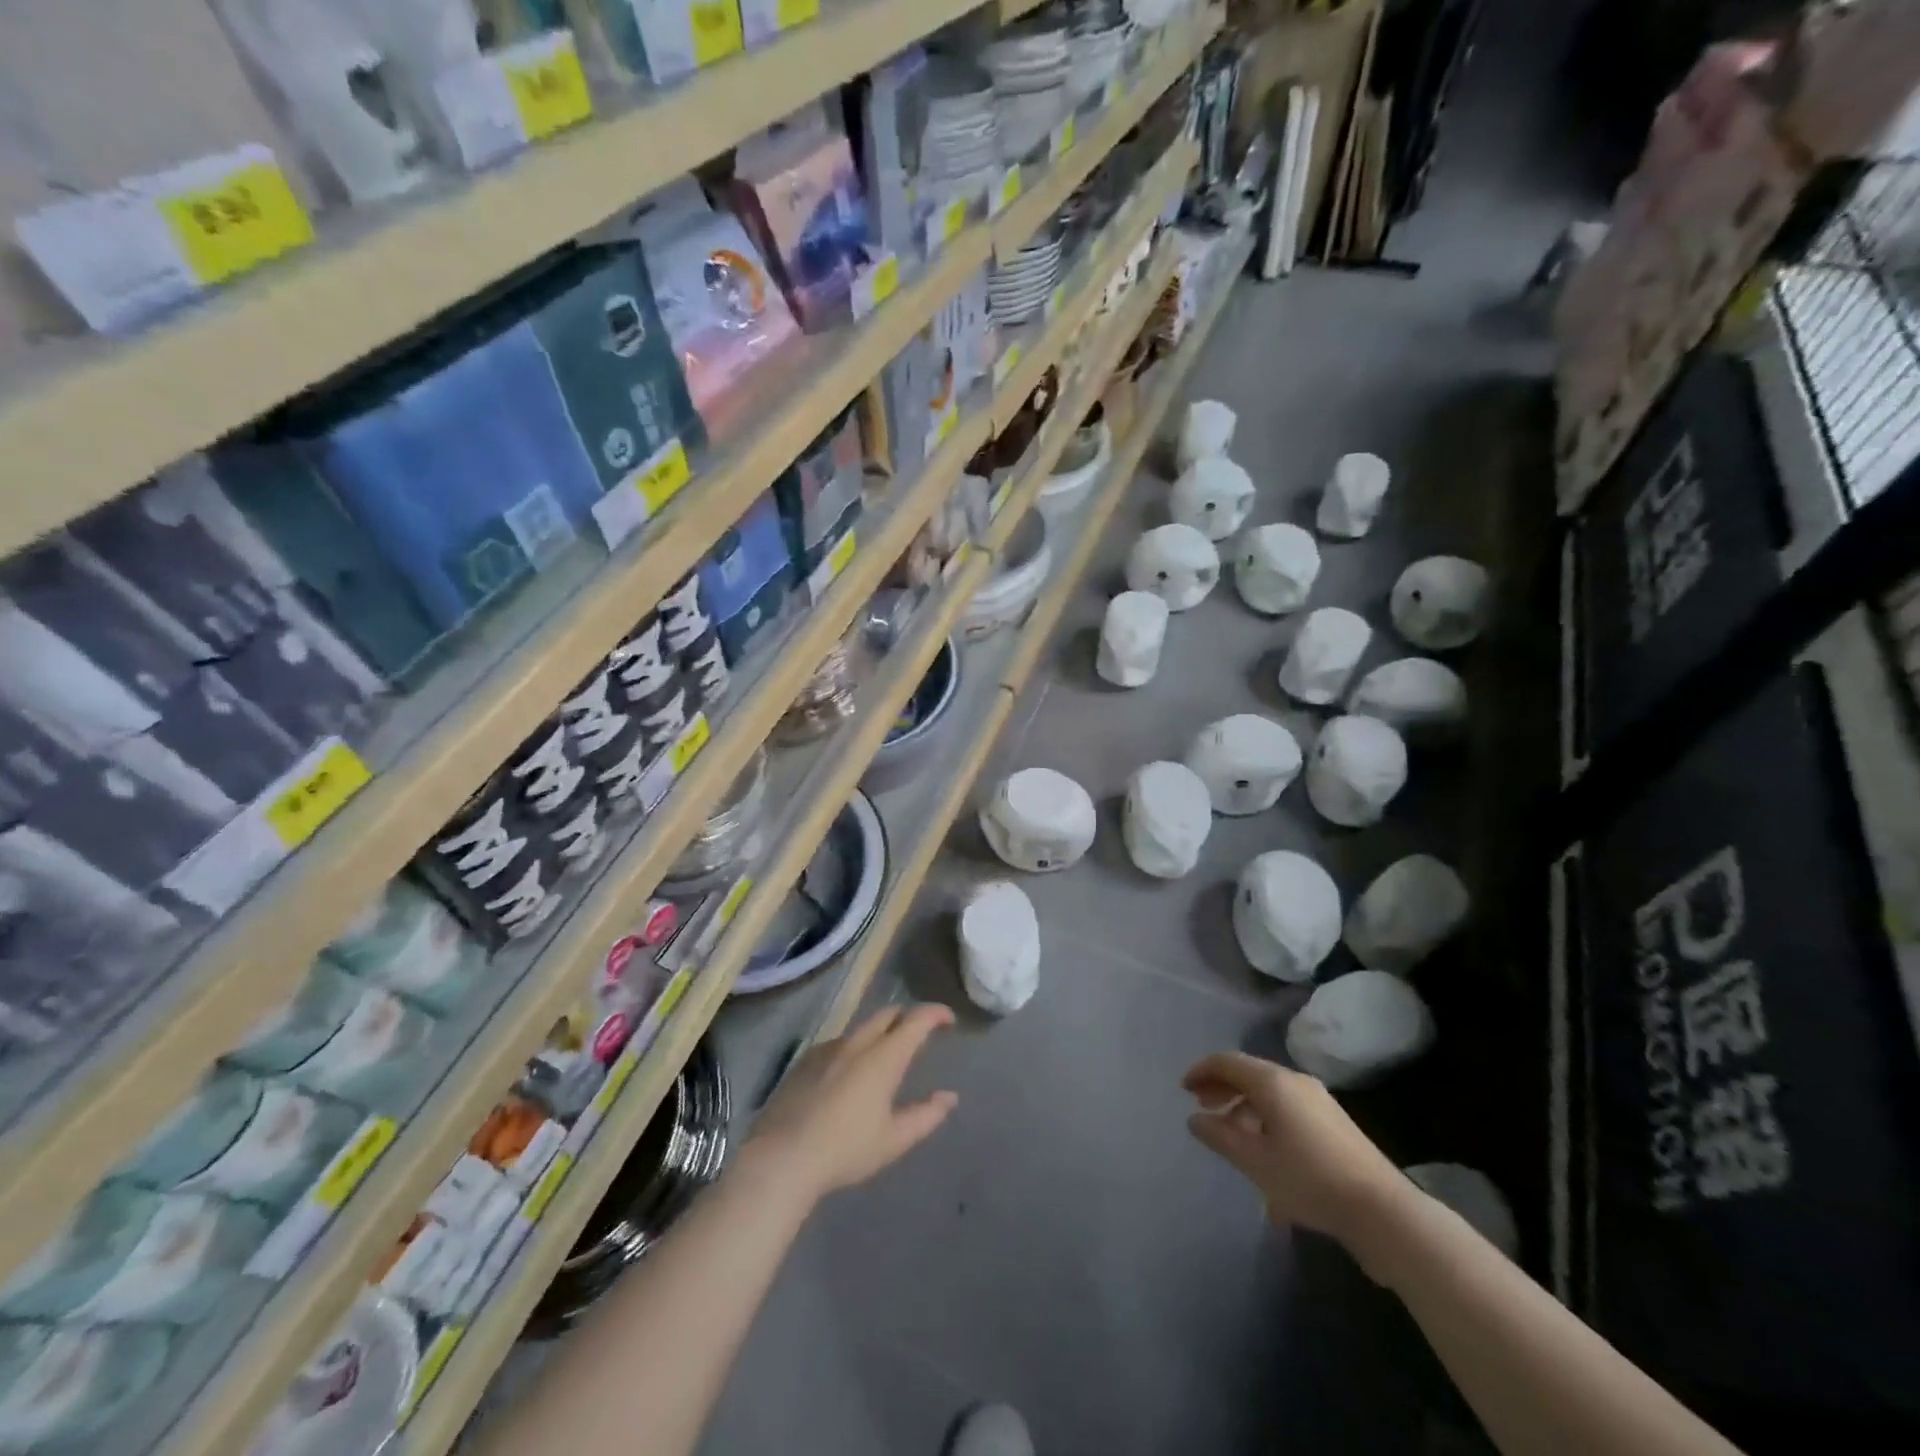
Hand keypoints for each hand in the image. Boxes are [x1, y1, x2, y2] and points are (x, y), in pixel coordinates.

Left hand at [744, 1004, 958, 1204]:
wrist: (782, 1158)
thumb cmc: (846, 1150)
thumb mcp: (894, 1139)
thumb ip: (926, 1115)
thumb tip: (949, 1097)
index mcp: (883, 1057)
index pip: (916, 1020)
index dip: (935, 1013)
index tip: (948, 1019)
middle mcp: (857, 1043)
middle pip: (887, 1014)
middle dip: (906, 1017)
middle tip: (919, 1034)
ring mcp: (827, 1049)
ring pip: (861, 1028)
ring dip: (879, 1033)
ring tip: (885, 1056)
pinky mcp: (805, 1061)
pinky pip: (838, 1043)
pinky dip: (854, 1048)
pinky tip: (849, 1074)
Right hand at [1182, 1052, 1405, 1243]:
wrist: (1382, 1211)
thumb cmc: (1309, 1179)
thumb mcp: (1254, 1161)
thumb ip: (1220, 1136)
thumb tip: (1195, 1119)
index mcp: (1274, 1082)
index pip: (1227, 1062)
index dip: (1201, 1071)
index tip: (1183, 1089)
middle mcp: (1296, 1081)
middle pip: (1249, 1073)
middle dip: (1221, 1087)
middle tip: (1201, 1107)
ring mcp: (1319, 1101)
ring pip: (1269, 1092)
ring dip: (1243, 1105)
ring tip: (1230, 1133)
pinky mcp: (1334, 1122)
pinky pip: (1287, 1107)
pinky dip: (1265, 1116)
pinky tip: (1263, 1150)